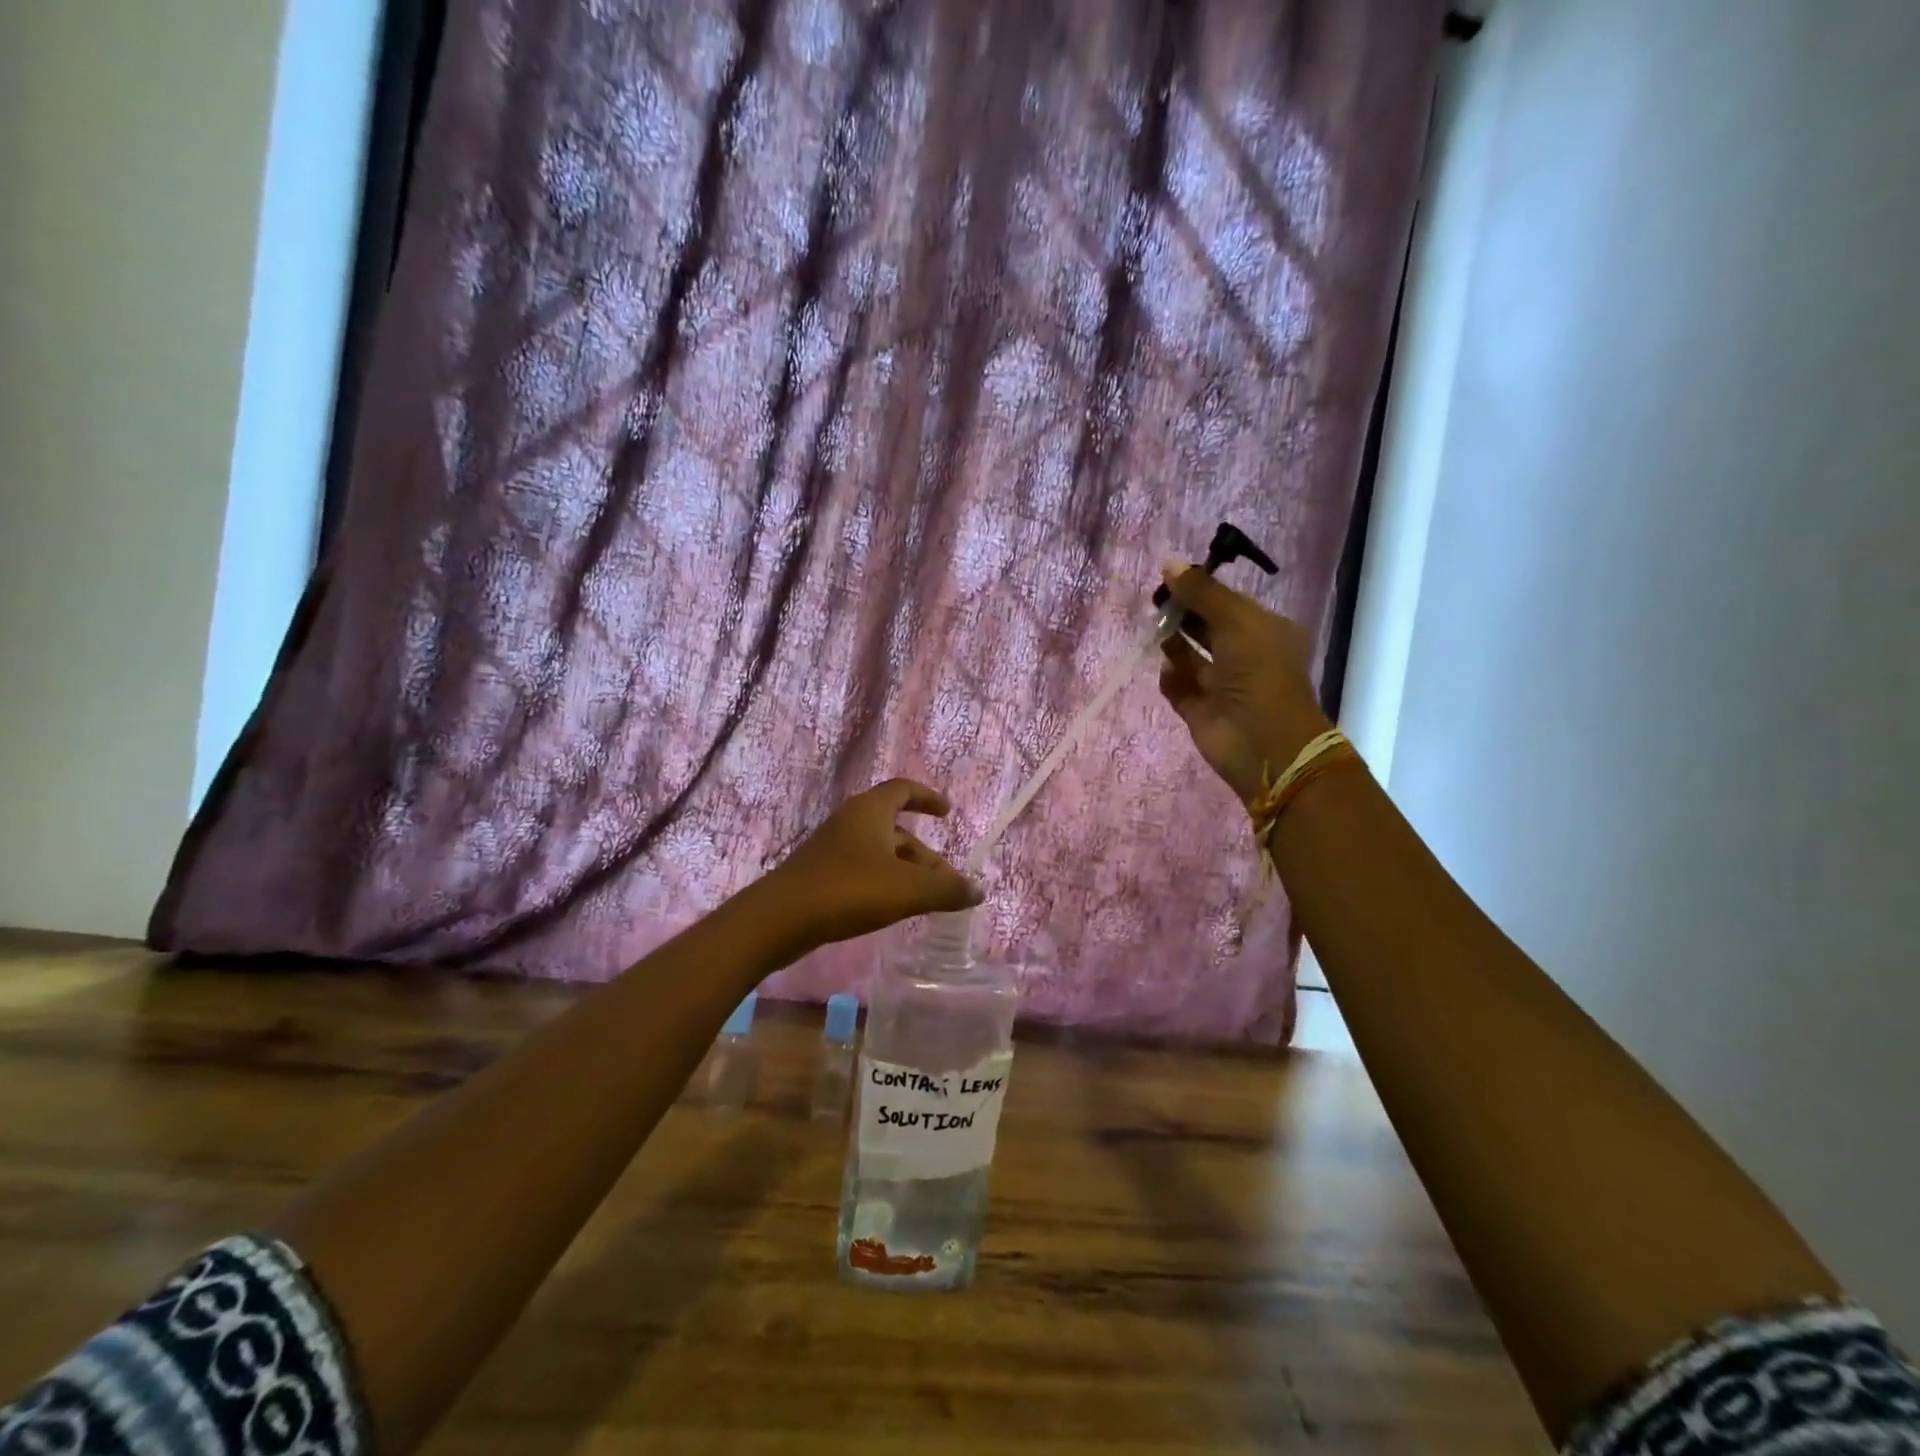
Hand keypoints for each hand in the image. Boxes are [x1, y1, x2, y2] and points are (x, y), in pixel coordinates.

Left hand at [764, 779, 983, 947]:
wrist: (780, 918)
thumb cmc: (848, 890)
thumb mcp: (907, 890)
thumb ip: (946, 890)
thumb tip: (979, 890)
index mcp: (871, 811)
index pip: (903, 789)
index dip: (927, 797)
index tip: (946, 813)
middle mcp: (851, 822)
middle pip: (897, 830)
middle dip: (925, 855)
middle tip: (948, 883)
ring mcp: (833, 848)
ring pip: (880, 853)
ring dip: (906, 872)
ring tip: (926, 902)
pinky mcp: (821, 874)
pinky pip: (863, 870)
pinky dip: (885, 883)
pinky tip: (892, 909)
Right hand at [1157, 566, 1331, 803]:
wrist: (1264, 744)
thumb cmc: (1259, 674)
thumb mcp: (1236, 622)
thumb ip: (1202, 593)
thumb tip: (1168, 564)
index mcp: (1264, 631)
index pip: (1228, 603)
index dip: (1201, 589)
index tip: (1170, 578)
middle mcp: (1244, 656)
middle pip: (1206, 628)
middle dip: (1183, 614)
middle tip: (1156, 602)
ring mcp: (1221, 686)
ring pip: (1190, 658)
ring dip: (1173, 644)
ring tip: (1154, 630)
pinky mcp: (1200, 711)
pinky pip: (1179, 688)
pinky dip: (1170, 678)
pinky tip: (1165, 670)